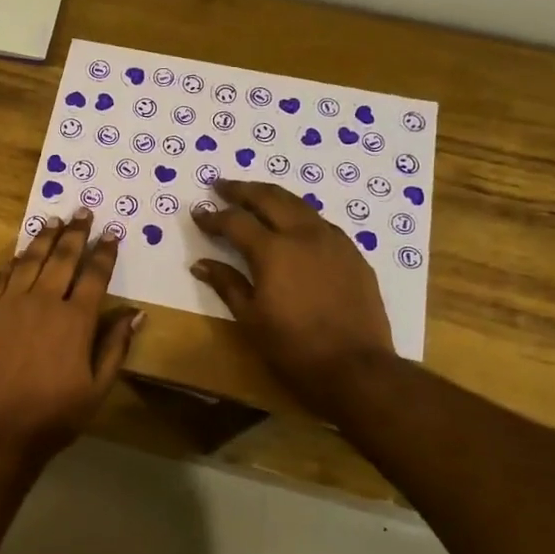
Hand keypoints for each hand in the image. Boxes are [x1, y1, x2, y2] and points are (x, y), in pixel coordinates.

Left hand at [0, 210, 143, 464]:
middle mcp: (44, 302)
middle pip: (62, 258)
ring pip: (29, 260)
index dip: (105, 251)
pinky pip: (1, 278)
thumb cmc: (54, 415)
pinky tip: (19, 254)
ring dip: (44, 238)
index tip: (113, 231)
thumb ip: (115, 346)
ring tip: (54, 220)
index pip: (94, 275)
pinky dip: (13, 262)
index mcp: (76, 320)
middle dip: (76, 232)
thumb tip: (136, 313)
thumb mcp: (97, 388)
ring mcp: (9, 304)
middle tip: (83, 211)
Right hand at [191, 180, 393, 417]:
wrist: (356, 368)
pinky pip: (320, 223)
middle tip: (221, 185)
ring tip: (255, 197)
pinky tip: (292, 225)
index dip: (213, 216)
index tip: (198, 212)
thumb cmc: (294, 347)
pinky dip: (298, 215)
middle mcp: (303, 235)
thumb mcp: (250, 318)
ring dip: (272, 196)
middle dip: (242, 190)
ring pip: (298, 204)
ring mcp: (333, 241)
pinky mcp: (353, 254)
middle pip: (269, 198)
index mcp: (273, 250)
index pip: (235, 221)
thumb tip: (200, 264)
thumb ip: (226, 284)